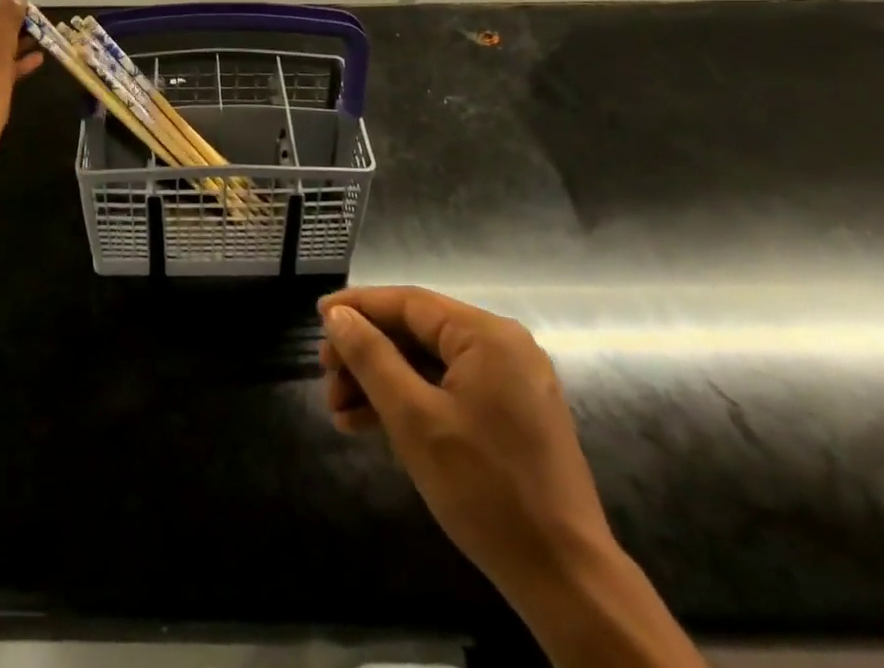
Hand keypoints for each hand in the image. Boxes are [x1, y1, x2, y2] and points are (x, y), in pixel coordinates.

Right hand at [319, 286, 615, 600]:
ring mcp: (510, 382)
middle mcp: (503, 346)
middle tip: (325, 376)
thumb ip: (371, 358)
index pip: (409, 303)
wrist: (565, 581)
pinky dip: (411, 403)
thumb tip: (336, 316)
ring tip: (338, 410)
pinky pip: (449, 391)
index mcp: (488, 335)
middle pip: (418, 333)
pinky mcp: (510, 416)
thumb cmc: (485, 489)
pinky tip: (370, 424)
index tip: (317, 317)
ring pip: (430, 365)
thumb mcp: (414, 420)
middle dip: (367, 355)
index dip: (359, 307)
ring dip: (382, 383)